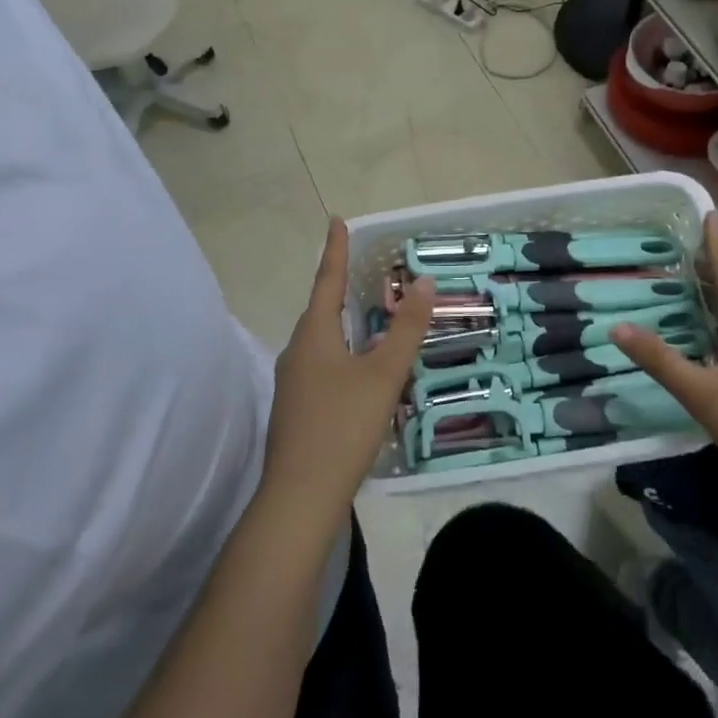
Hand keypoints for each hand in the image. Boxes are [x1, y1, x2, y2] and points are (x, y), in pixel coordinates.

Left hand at [261, 219, 434, 524]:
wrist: (299, 498)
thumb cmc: (343, 426)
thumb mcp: (383, 375)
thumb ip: (406, 329)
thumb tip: (425, 283)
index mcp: (314, 335)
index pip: (327, 280)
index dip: (335, 249)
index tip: (337, 220)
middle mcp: (296, 351)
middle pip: (322, 310)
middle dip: (341, 288)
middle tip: (364, 270)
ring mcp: (292, 383)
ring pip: (322, 341)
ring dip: (344, 324)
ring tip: (370, 318)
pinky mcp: (296, 409)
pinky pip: (321, 365)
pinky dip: (342, 354)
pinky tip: (360, 372)